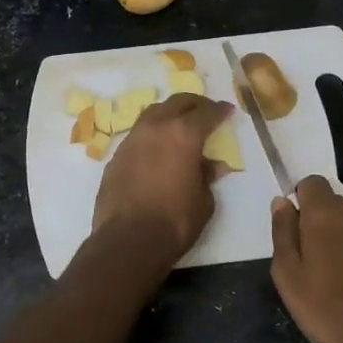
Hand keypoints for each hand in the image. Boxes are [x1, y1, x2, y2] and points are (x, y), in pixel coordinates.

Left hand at [93, 93, 233, 258]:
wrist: (128, 240)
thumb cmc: (175, 221)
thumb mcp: (203, 201)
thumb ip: (207, 176)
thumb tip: (211, 165)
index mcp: (184, 135)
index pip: (206, 113)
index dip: (219, 110)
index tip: (227, 110)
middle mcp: (156, 128)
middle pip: (177, 103)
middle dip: (194, 104)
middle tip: (204, 110)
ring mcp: (132, 140)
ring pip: (153, 113)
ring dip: (169, 114)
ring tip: (178, 123)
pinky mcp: (116, 156)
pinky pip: (138, 134)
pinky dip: (151, 134)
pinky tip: (156, 148)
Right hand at [270, 175, 342, 342]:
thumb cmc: (327, 307)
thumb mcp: (288, 275)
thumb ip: (283, 232)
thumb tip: (281, 202)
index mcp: (326, 214)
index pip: (312, 183)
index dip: (301, 200)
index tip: (296, 229)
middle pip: (334, 203)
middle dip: (320, 222)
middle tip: (311, 259)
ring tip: (336, 275)